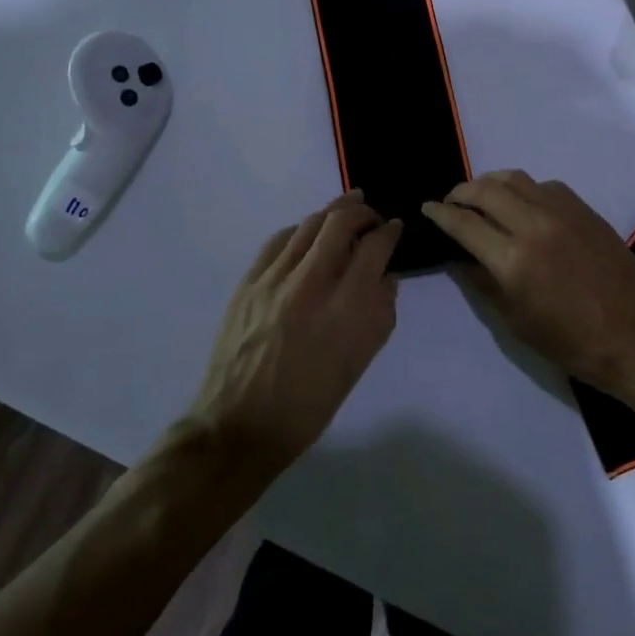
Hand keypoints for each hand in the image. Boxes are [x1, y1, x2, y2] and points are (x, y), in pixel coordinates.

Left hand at [188, 190, 403, 473]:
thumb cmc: (308, 404)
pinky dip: (300, 230)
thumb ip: (379, 314)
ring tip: (346, 210)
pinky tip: (307, 234)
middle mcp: (311, 283)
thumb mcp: (359, 364)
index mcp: (345, 309)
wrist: (240, 425)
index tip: (395, 228)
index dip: (390, 231)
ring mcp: (274, 279)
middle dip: (362, 211)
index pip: (375, 247)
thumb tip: (386, 277)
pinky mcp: (248, 281)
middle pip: (340, 221)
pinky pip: (279, 240)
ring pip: (308, 224)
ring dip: (332, 212)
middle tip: (372, 215)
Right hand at [422, 171, 634, 400]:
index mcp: (513, 260)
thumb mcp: (517, 323)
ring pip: (515, 179)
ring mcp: (562, 212)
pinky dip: (523, 189)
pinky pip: (544, 185)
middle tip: (451, 202)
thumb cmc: (574, 343)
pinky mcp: (584, 209)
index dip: (440, 213)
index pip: (464, 224)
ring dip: (490, 183)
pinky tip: (522, 204)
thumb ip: (483, 284)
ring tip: (481, 197)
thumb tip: (460, 259)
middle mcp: (534, 224)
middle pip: (486, 190)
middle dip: (461, 192)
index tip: (427, 208)